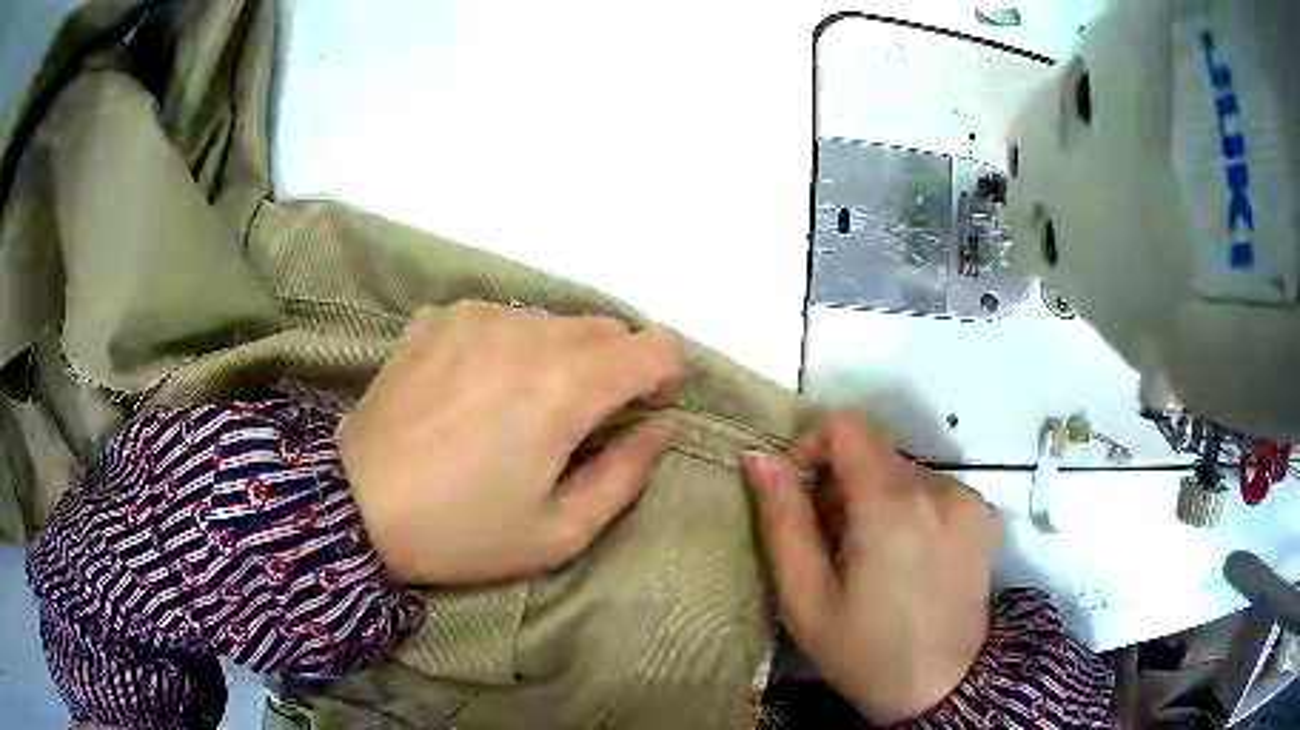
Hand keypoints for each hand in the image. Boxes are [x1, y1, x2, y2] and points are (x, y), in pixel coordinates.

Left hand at [339, 301, 683, 584]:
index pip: (657, 345)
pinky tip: (472, 390)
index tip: (637, 416)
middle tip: (575, 425)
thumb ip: (626, 475)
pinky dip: (508, 348)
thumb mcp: (559, 533)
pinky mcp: (439, 318)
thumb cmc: (461, 531)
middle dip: (612, 371)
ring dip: (558, 359)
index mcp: (566, 385)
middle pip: (607, 329)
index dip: (663, 379)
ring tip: (515, 410)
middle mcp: (528, 331)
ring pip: (554, 322)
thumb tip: (659, 428)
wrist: (355, 506)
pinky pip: (502, 319)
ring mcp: (477, 316)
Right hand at [742, 413, 998, 724]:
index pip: (847, 425)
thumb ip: (783, 520)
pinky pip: (931, 491)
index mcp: (893, 505)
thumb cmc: (864, 652)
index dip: (813, 446)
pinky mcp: (983, 514)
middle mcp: (939, 487)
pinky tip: (906, 561)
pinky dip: (908, 511)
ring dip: (876, 501)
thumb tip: (761, 457)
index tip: (801, 495)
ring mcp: (968, 499)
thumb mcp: (805, 598)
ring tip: (871, 561)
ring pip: (902, 472)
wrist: (941, 689)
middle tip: (833, 549)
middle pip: (874, 452)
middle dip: (842, 487)